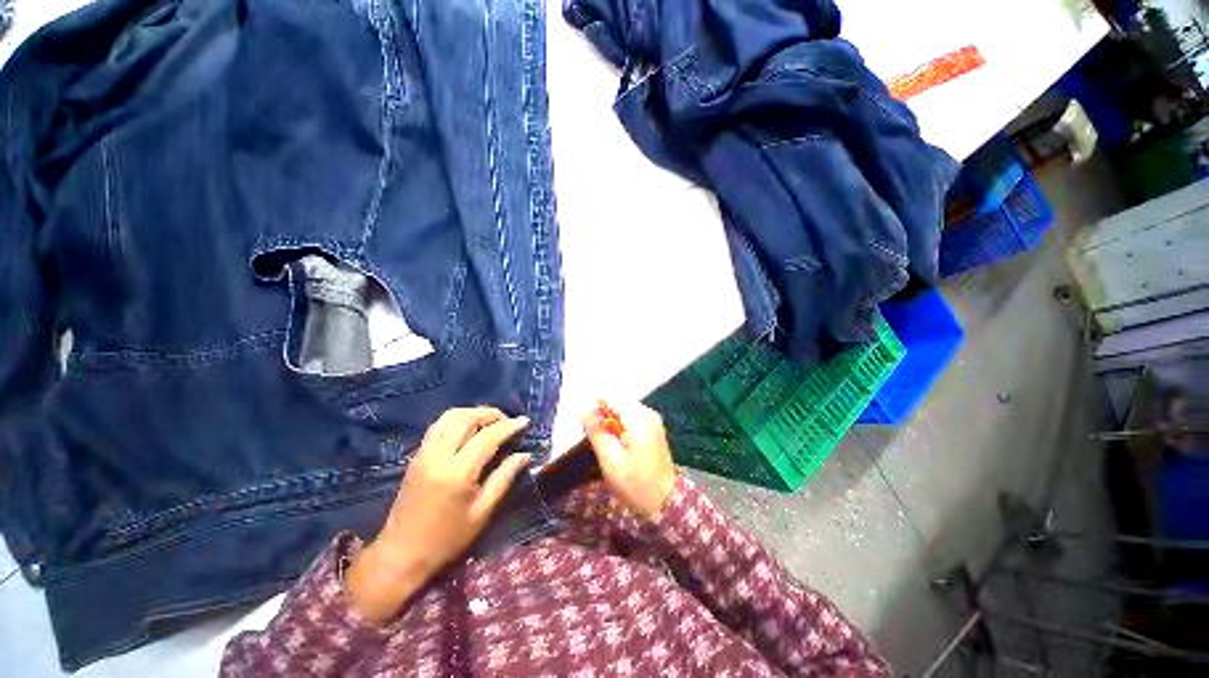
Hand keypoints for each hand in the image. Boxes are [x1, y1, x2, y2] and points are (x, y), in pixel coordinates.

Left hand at [347, 407, 531, 623]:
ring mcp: (424, 453)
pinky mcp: (416, 456)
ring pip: (450, 417)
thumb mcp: (482, 512)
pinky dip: (457, 419)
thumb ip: (504, 478)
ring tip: (490, 421)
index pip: (488, 437)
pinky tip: (468, 429)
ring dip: (473, 413)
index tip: (525, 422)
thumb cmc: (447, 538)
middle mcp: (438, 456)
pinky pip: (438, 425)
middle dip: (491, 414)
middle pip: (467, 418)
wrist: (401, 554)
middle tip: (508, 421)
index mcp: (457, 473)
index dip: (509, 426)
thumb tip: (524, 454)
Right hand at [582, 401, 676, 521]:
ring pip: (622, 410)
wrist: (666, 503)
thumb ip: (597, 432)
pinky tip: (613, 441)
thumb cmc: (636, 484)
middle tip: (589, 434)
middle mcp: (648, 412)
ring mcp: (652, 420)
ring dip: (608, 421)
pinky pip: (630, 418)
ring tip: (600, 440)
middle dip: (601, 414)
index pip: (610, 398)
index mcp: (639, 417)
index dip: (593, 405)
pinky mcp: (652, 428)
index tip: (580, 419)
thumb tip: (583, 412)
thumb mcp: (610, 460)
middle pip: (617, 402)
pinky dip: (618, 426)